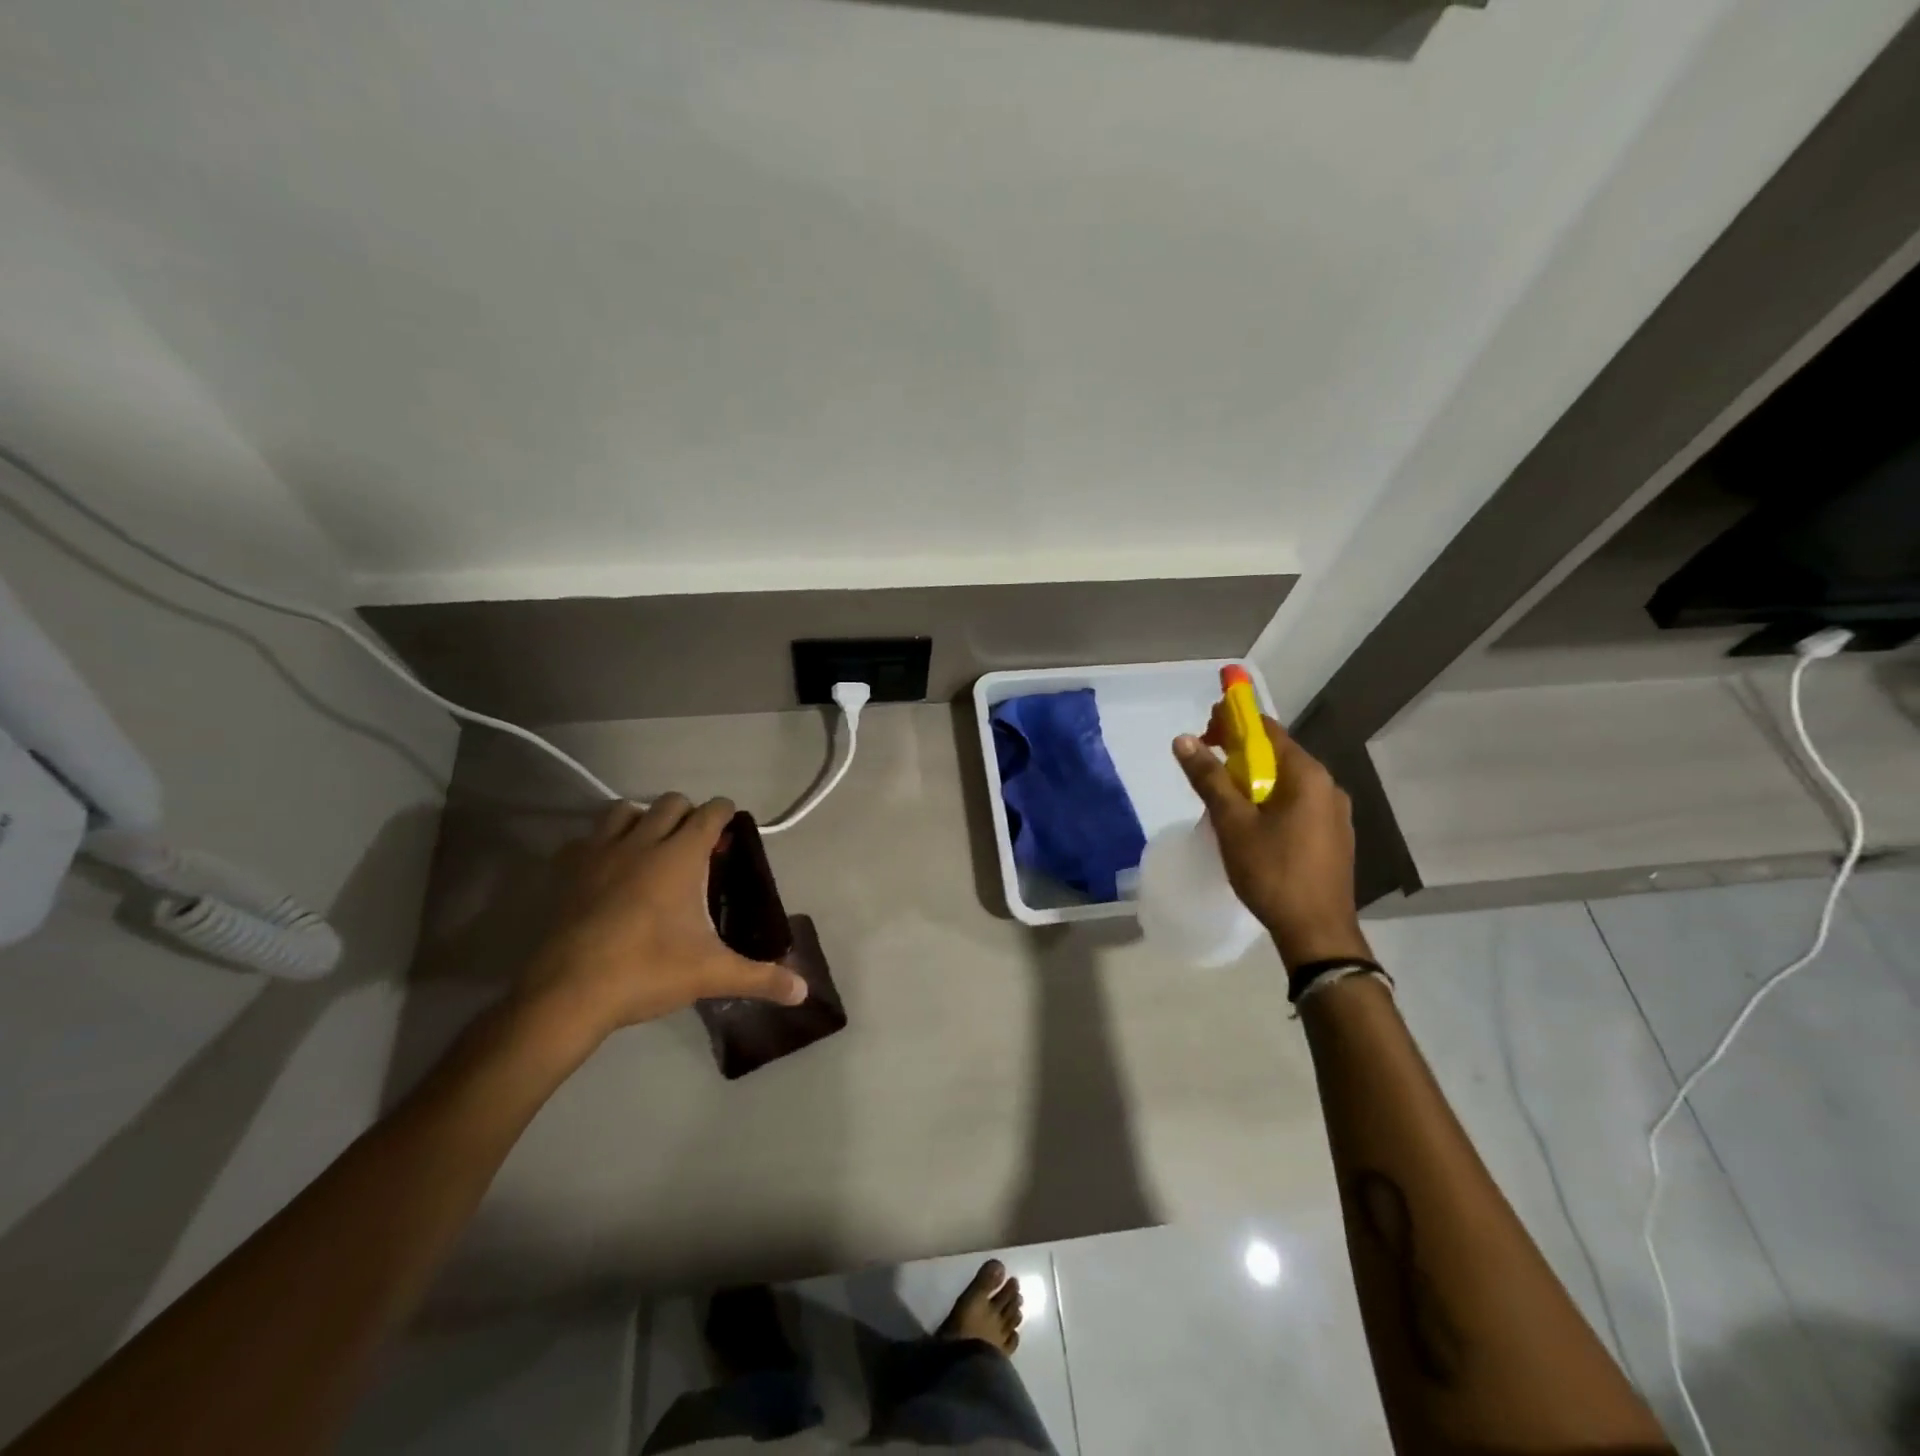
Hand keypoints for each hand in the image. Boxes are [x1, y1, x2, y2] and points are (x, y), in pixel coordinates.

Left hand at [515, 796, 807, 1047]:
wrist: (568, 993)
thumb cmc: (648, 971)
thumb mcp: (711, 973)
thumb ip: (760, 978)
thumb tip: (803, 992)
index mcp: (680, 856)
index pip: (710, 812)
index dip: (724, 813)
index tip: (730, 826)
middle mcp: (642, 842)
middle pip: (670, 802)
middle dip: (688, 814)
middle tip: (696, 844)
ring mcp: (600, 853)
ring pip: (624, 810)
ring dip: (642, 819)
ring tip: (651, 847)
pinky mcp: (567, 871)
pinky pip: (585, 839)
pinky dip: (599, 844)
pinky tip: (606, 869)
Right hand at [1173, 712, 1372, 971]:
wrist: (1317, 932)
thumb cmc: (1272, 872)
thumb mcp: (1232, 823)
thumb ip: (1209, 778)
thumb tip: (1183, 739)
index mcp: (1307, 775)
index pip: (1267, 730)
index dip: (1232, 724)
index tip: (1204, 734)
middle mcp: (1328, 786)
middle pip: (1277, 755)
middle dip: (1240, 755)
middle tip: (1206, 769)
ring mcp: (1334, 813)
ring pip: (1286, 783)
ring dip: (1254, 782)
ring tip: (1222, 801)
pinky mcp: (1333, 837)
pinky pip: (1296, 806)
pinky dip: (1270, 803)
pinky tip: (1251, 826)